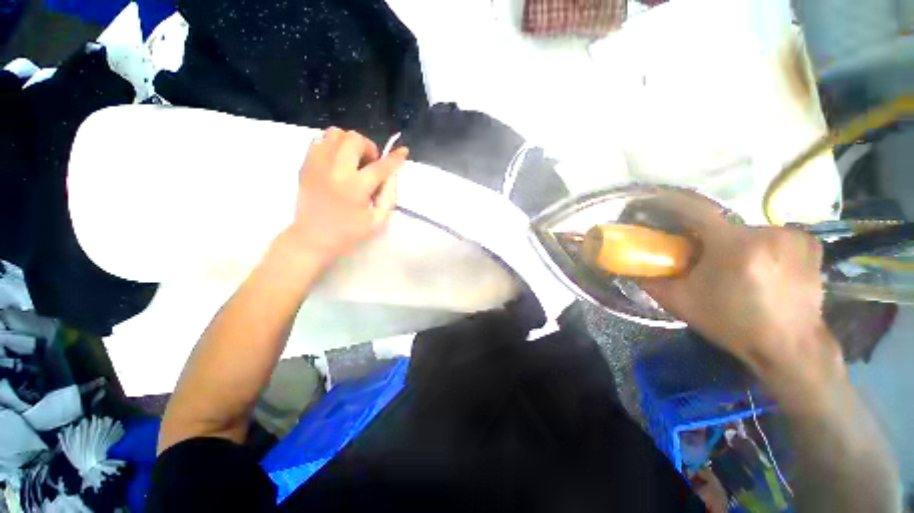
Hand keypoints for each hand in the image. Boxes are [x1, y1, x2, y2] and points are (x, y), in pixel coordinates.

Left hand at [285, 128, 407, 263]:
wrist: (311, 239)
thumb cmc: (348, 234)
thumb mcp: (377, 221)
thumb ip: (389, 197)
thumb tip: (391, 176)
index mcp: (355, 188)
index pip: (380, 166)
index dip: (395, 158)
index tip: (403, 151)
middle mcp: (335, 170)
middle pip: (355, 139)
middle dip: (369, 148)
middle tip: (370, 164)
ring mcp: (317, 165)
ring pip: (335, 133)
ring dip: (350, 143)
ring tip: (353, 161)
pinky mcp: (305, 165)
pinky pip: (319, 140)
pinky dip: (333, 146)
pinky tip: (337, 162)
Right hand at [639, 191, 840, 381]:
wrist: (788, 347)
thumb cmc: (732, 324)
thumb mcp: (681, 303)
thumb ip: (651, 281)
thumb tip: (630, 267)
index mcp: (734, 247)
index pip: (696, 209)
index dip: (673, 205)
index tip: (658, 206)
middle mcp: (766, 233)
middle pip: (723, 225)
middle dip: (708, 239)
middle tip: (703, 259)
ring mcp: (792, 235)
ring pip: (747, 231)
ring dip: (736, 244)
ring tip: (736, 268)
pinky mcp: (809, 242)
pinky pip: (773, 234)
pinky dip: (762, 246)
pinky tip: (763, 266)